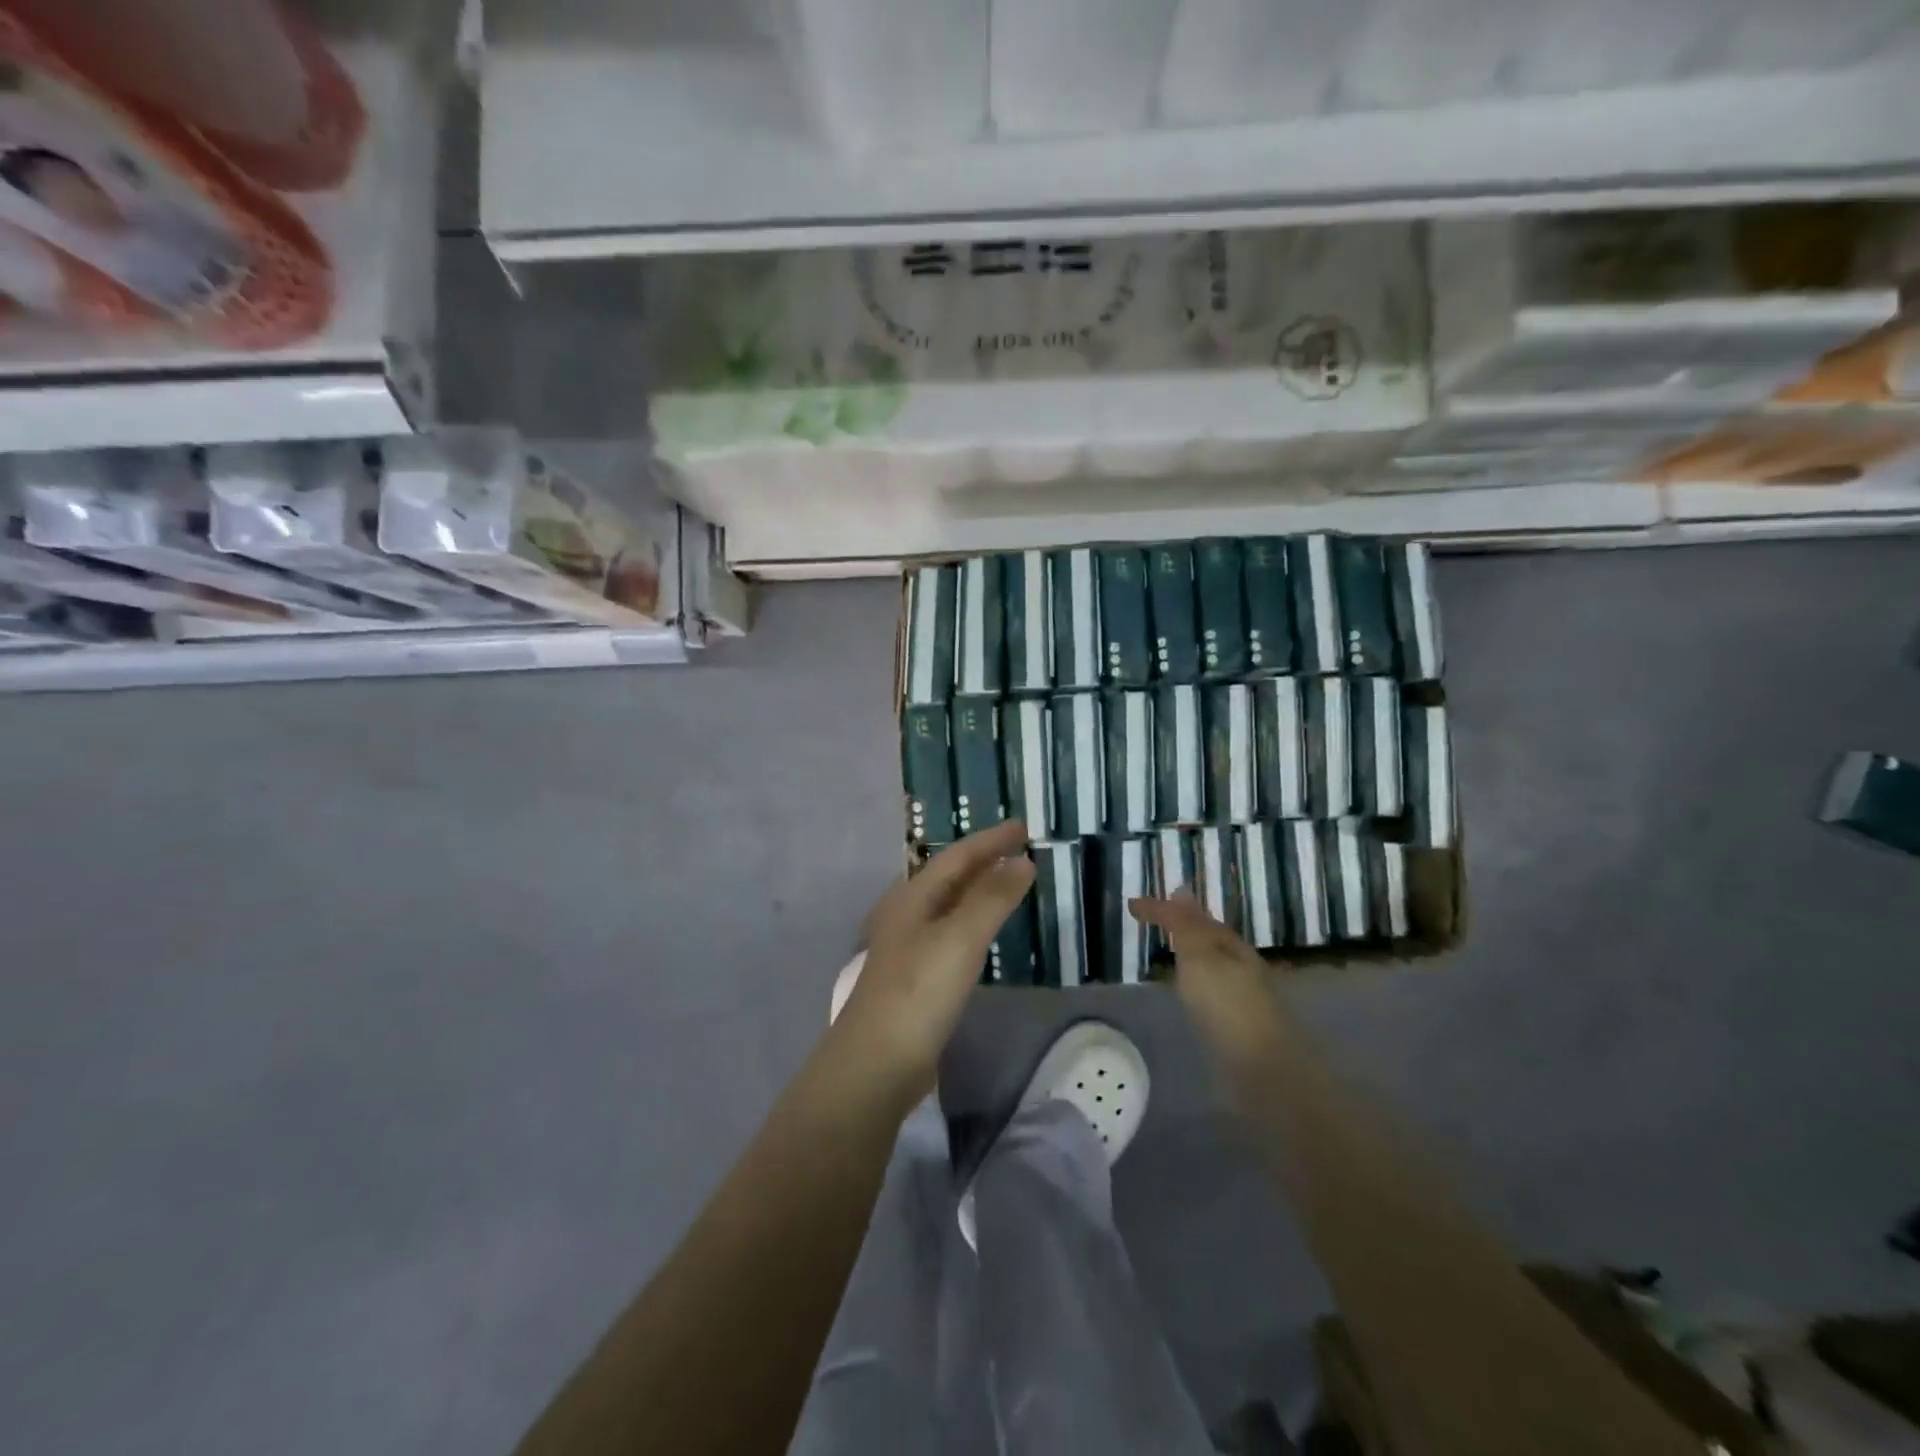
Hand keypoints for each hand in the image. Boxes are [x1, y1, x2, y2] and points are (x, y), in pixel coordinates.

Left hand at [830, 820, 1034, 1103]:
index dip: (990, 840)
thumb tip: (1023, 861)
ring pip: (948, 904)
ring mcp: (907, 946)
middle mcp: (906, 914)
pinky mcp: (914, 976)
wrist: (877, 1062)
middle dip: (983, 860)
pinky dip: (971, 920)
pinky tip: (981, 931)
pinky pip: (949, 932)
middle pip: (949, 877)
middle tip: (1019, 850)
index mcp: (912, 897)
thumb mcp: (960, 938)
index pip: (956, 856)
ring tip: (1007, 882)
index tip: (1023, 827)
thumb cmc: (919, 991)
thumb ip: (992, 898)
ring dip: (977, 889)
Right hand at [1130, 892, 1290, 1074]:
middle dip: (1184, 929)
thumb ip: (1187, 926)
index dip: (1163, 909)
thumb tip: (1182, 888)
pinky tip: (1187, 996)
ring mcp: (1244, 998)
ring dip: (1191, 957)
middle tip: (1155, 923)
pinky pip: (1211, 992)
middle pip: (1209, 940)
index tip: (1131, 906)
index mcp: (1231, 946)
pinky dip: (1195, 984)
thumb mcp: (1200, 957)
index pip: (1194, 917)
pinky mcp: (1240, 1028)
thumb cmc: (1227, 1006)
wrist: (1265, 1071)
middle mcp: (1242, 966)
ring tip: (1166, 956)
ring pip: (1212, 966)